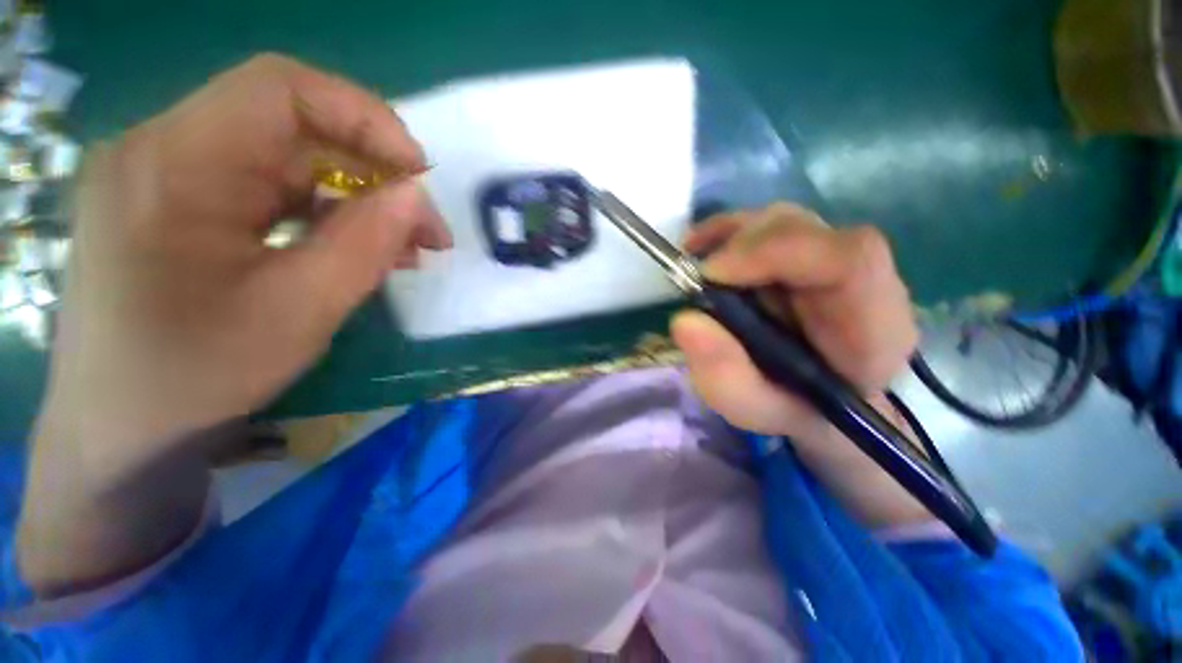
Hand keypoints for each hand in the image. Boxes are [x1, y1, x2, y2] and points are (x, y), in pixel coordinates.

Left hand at [42, 54, 449, 462]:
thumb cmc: (195, 375)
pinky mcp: (181, 204)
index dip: (365, 118)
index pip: (281, 90)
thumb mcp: (298, 311)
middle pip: (291, 128)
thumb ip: (364, 244)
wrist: (122, 426)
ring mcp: (169, 176)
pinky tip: (362, 248)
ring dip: (357, 198)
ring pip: (288, 161)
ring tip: (406, 248)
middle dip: (374, 172)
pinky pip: (270, 189)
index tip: (421, 175)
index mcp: (172, 166)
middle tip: (427, 229)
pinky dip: (327, 213)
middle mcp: (163, 151)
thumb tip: (416, 195)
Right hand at [672, 204, 928, 524]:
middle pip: (808, 231)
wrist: (821, 399)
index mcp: (873, 326)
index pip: (848, 260)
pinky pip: (770, 226)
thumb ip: (725, 376)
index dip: (773, 253)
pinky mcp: (807, 253)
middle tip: (697, 276)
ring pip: (785, 222)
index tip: (712, 274)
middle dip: (741, 245)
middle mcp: (862, 281)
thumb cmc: (794, 408)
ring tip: (693, 260)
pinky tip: (701, 244)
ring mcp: (833, 260)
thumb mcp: (755, 408)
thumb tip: (684, 321)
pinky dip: (729, 230)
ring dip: (731, 235)